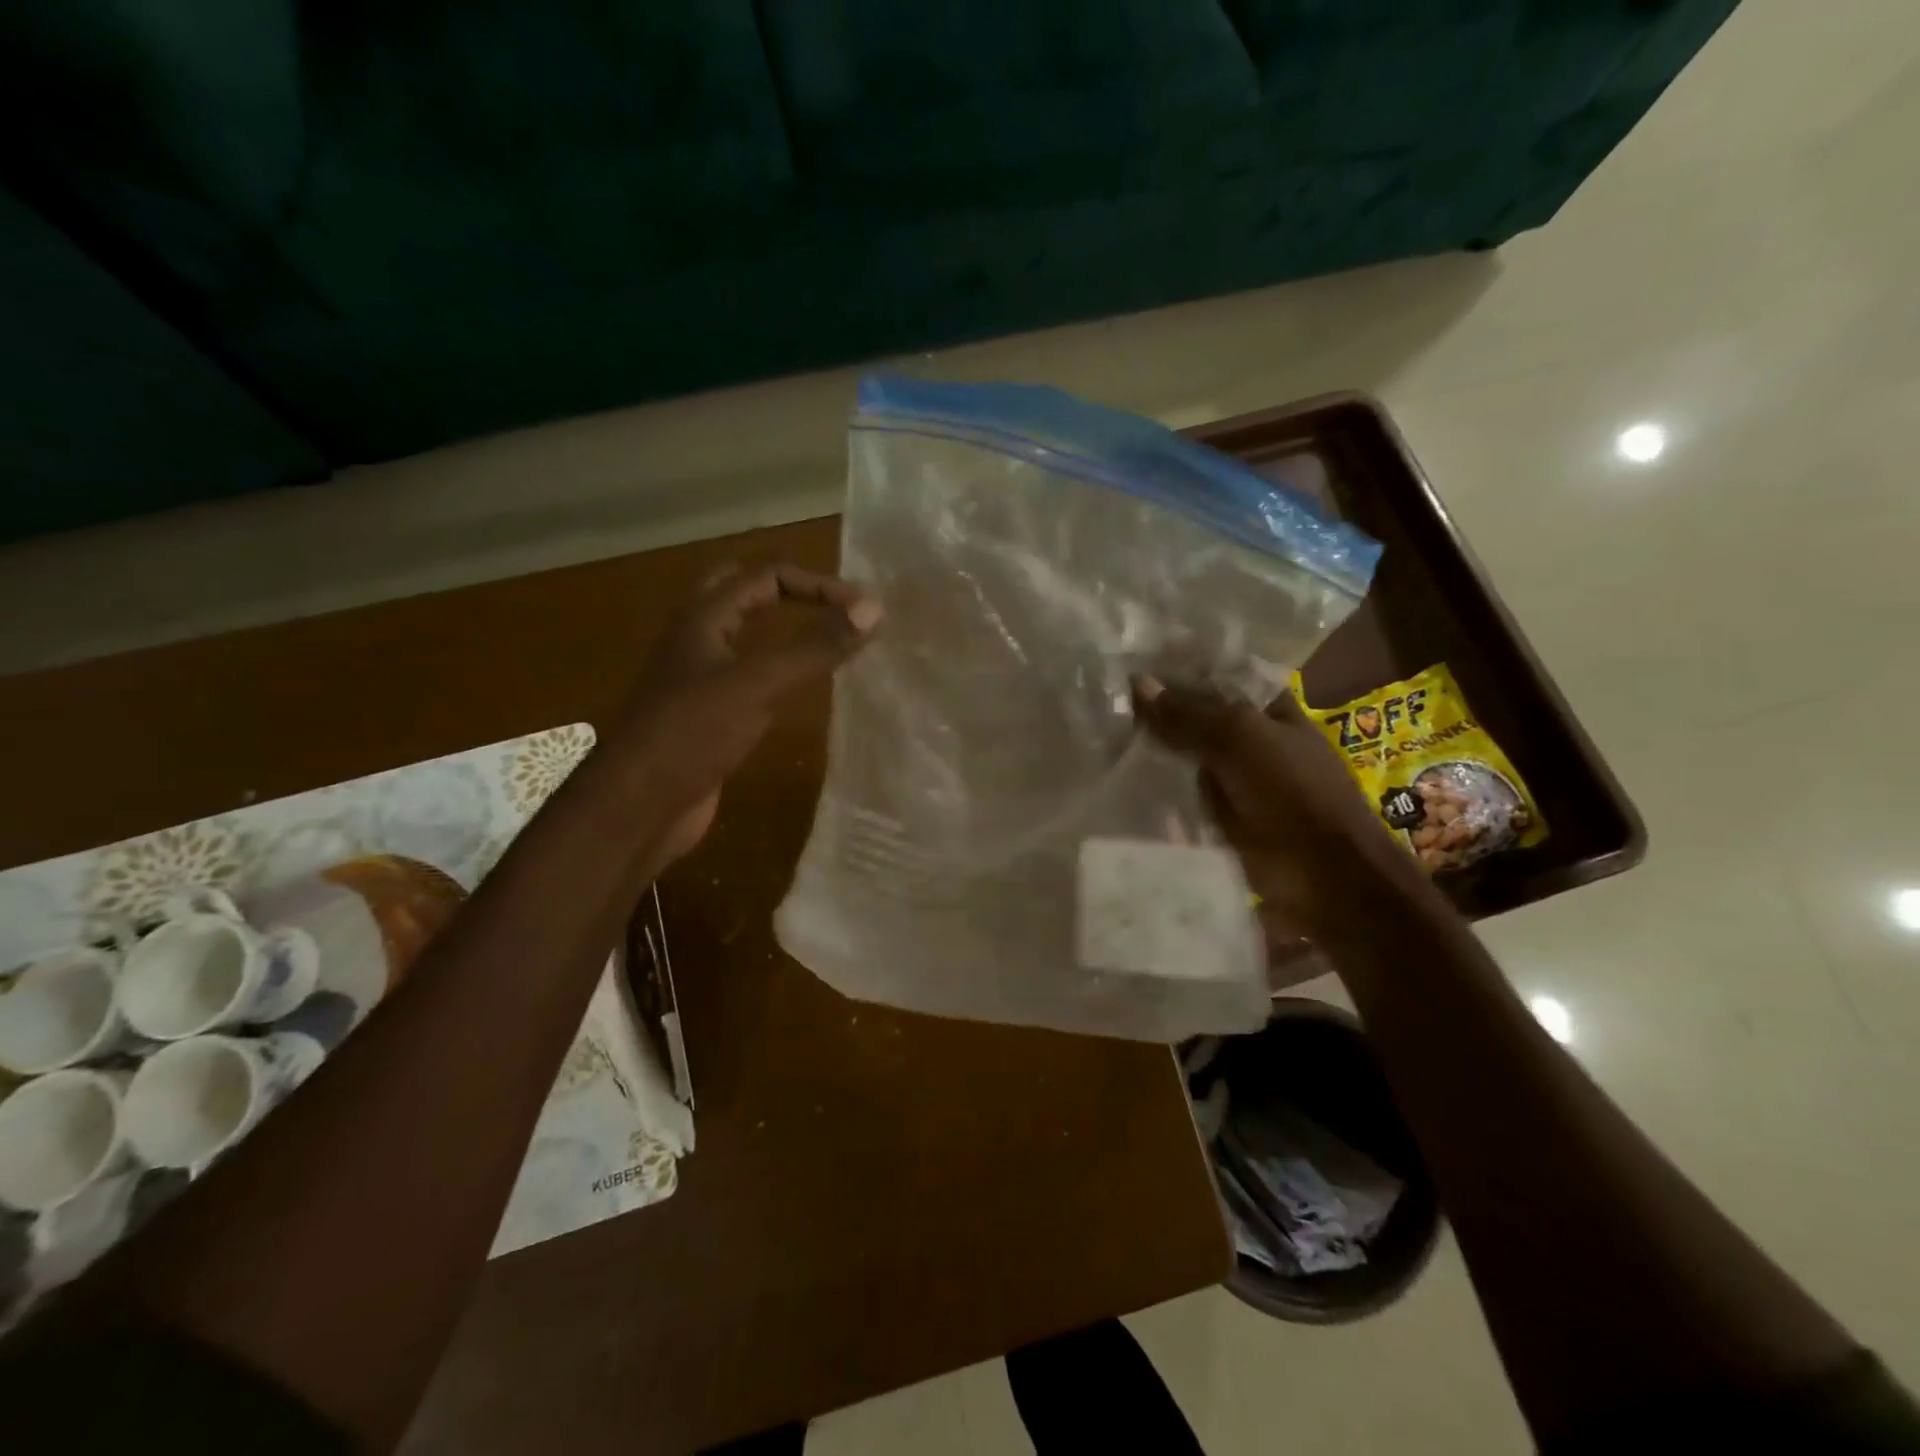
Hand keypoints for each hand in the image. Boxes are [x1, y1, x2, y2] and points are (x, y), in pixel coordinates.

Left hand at [613, 562, 880, 863]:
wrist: (638, 807)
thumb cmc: (692, 734)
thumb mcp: (758, 684)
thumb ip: (815, 647)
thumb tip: (874, 610)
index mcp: (703, 617)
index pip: (768, 576)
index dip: (819, 584)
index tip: (865, 612)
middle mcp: (699, 638)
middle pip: (745, 593)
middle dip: (793, 593)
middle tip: (836, 608)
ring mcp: (701, 678)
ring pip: (747, 636)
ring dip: (786, 630)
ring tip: (830, 640)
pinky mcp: (709, 714)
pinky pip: (749, 677)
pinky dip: (780, 671)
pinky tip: (801, 690)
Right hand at [1132, 677, 1431, 940]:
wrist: (1322, 875)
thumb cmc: (1292, 791)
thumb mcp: (1240, 738)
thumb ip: (1189, 713)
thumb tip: (1138, 683)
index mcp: (1270, 711)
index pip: (1218, 680)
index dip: (1180, 672)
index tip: (1131, 664)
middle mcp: (1252, 742)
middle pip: (1198, 720)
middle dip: (1159, 713)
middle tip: (1105, 698)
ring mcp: (1235, 782)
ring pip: (1186, 759)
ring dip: (1153, 753)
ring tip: (1101, 735)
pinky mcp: (1219, 819)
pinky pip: (1182, 797)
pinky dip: (1157, 791)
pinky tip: (1117, 778)